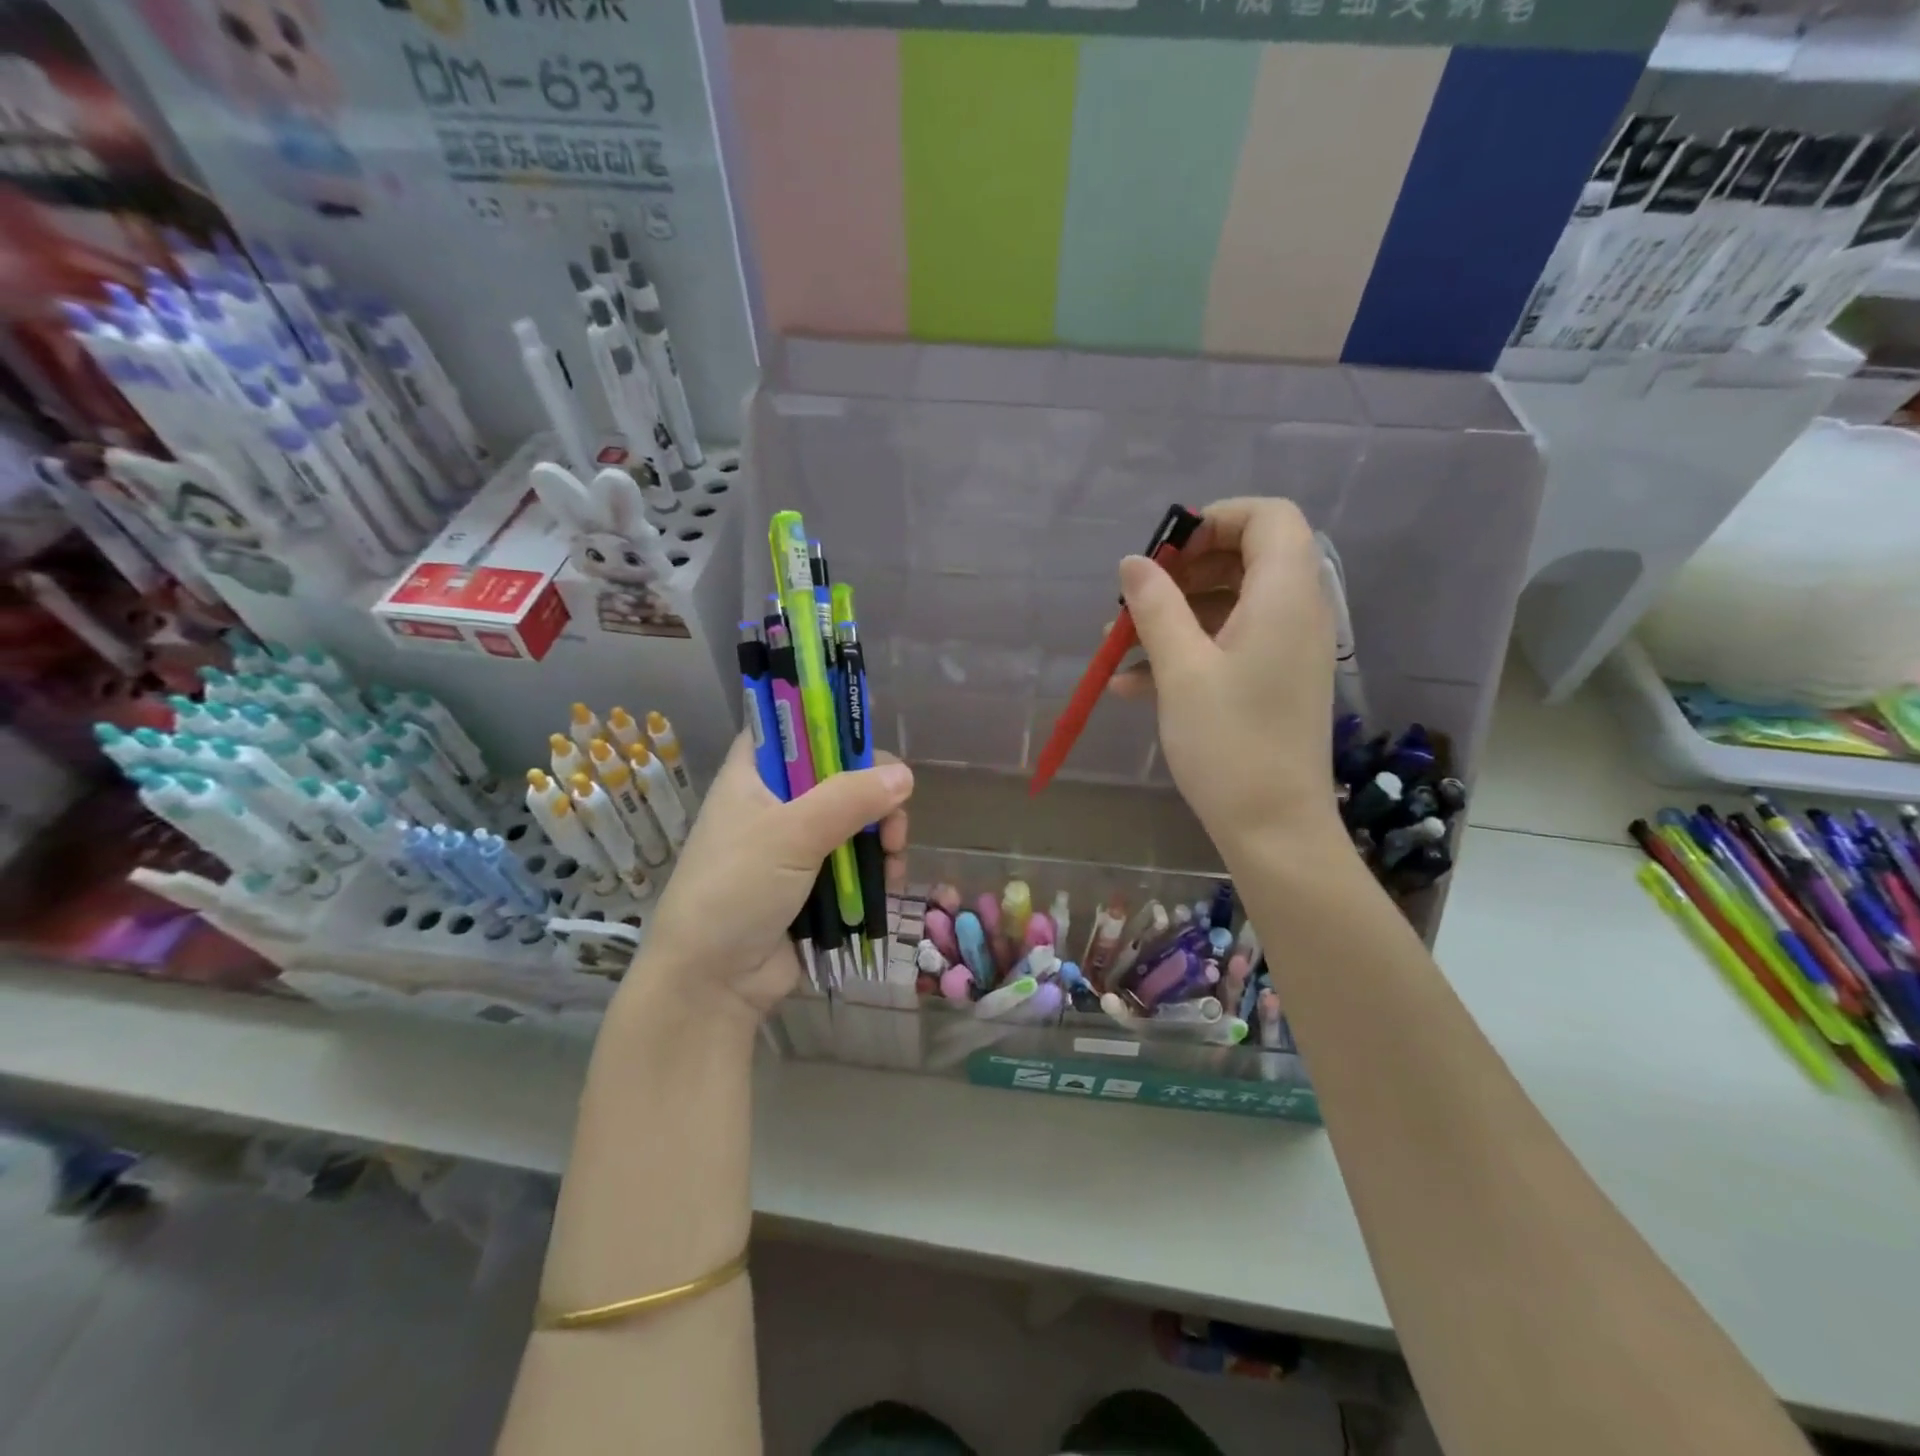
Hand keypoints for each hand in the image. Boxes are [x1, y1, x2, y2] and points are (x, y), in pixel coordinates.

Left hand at [621, 736, 912, 1028]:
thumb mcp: (791, 835)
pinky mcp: (816, 880)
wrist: (712, 983)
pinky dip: (878, 865)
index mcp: (754, 774)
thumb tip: (905, 777)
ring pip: (856, 817)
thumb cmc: (735, 891)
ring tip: (893, 857)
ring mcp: (797, 843)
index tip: (868, 733)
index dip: (829, 719)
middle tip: (892, 817)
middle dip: (874, 791)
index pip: (791, 724)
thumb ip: (849, 799)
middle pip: (839, 772)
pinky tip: (890, 880)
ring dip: (883, 833)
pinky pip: (857, 858)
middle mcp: (776, 800)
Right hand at [1112, 497, 1341, 856]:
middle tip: (1137, 597)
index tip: (1165, 553)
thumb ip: (1156, 607)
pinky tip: (1132, 685)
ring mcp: (1285, 650)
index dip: (1215, 520)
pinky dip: (1186, 651)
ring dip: (1174, 616)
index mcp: (1285, 596)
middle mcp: (1296, 613)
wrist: (1274, 828)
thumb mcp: (1182, 670)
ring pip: (1230, 605)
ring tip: (1117, 645)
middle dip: (1183, 572)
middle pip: (1246, 558)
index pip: (1269, 517)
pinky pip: (1230, 644)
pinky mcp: (1273, 681)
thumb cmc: (1229, 743)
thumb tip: (1134, 563)